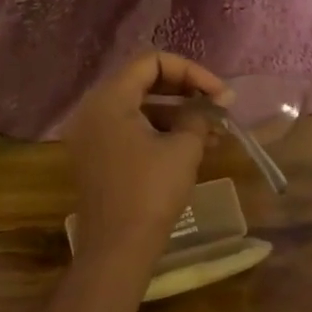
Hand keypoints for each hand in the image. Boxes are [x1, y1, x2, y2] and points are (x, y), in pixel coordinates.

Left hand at [66, 51, 233, 272]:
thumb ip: (197, 116)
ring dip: (177, 114)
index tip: (219, 94)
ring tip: (215, 132)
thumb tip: (210, 105)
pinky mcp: (97, 157)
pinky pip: (130, 130)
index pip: (152, 62)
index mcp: (109, 99)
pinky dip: (160, 132)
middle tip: (218, 107)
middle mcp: (94, 110)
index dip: (191, 71)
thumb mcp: (183, 149)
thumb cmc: (150, 192)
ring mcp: (92, 135)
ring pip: (139, 108)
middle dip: (186, 91)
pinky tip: (194, 147)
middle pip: (143, 82)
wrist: (117, 249)